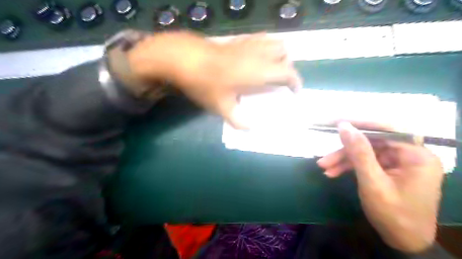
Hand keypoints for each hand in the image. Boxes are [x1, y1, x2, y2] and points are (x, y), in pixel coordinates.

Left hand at [125, 31, 303, 127]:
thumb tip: (250, 129)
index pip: (288, 72)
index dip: (295, 82)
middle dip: (287, 66)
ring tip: (270, 69)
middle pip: (284, 52)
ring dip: (278, 55)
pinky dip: (266, 48)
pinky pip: (260, 39)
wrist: (184, 58)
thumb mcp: (221, 107)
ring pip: (274, 42)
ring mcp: (248, 43)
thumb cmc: (205, 83)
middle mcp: (258, 54)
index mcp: (259, 71)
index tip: (295, 92)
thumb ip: (238, 121)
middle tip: (279, 80)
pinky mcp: (238, 39)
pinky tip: (254, 59)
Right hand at [318, 121, 443, 252]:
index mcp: (417, 155)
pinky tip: (333, 173)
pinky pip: (367, 162)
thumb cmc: (393, 215)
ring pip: (366, 152)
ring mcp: (399, 162)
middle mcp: (410, 155)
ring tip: (324, 167)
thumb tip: (344, 126)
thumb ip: (359, 152)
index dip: (361, 124)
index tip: (337, 122)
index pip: (387, 129)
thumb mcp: (372, 182)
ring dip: (343, 159)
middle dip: (346, 150)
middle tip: (325, 154)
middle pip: (372, 142)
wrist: (403, 242)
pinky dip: (349, 166)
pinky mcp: (389, 170)